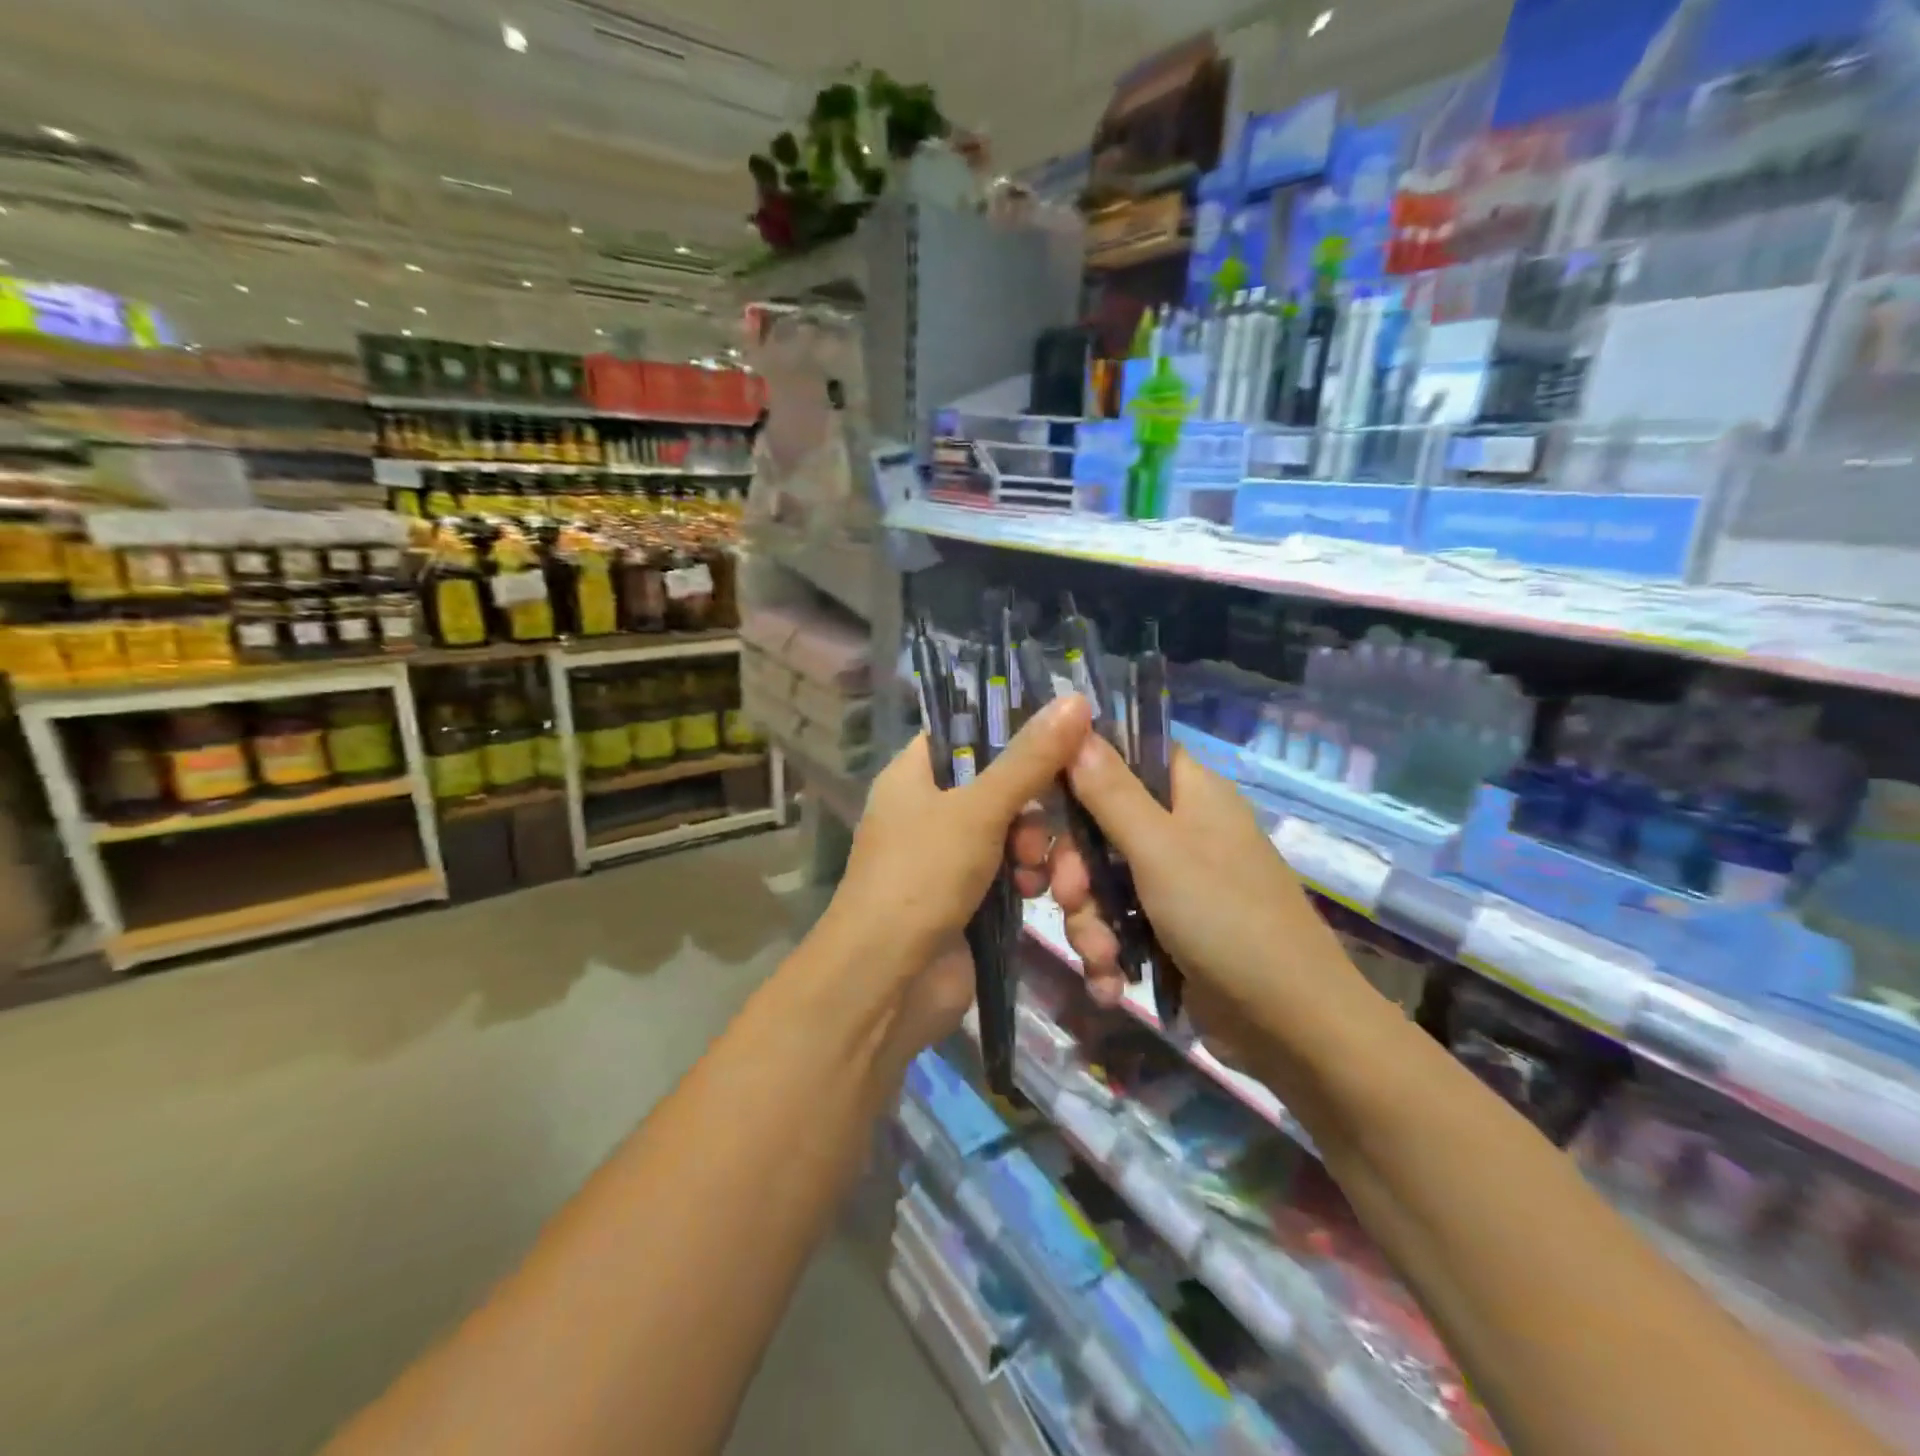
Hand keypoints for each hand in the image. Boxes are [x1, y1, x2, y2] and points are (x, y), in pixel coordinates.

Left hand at [823, 694, 1093, 979]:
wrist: (887, 982)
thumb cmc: (921, 878)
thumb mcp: (978, 810)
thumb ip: (1029, 759)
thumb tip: (1076, 699)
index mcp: (913, 775)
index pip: (965, 732)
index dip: (1012, 730)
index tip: (1063, 736)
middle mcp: (927, 810)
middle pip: (997, 784)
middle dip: (1031, 807)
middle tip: (1041, 831)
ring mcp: (946, 857)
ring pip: (1010, 831)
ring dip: (1034, 848)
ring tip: (1040, 873)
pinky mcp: (967, 897)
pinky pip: (1008, 871)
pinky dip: (1024, 879)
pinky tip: (1036, 894)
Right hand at [1049, 733, 1359, 1050]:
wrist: (1292, 1026)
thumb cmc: (1226, 918)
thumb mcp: (1160, 849)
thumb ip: (1111, 791)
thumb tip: (1076, 723)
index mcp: (1190, 793)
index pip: (1126, 756)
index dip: (1079, 771)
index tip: (1040, 798)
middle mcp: (1182, 830)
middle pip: (1101, 826)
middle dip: (1076, 869)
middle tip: (1068, 896)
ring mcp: (1176, 882)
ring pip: (1102, 881)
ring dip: (1089, 921)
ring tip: (1100, 957)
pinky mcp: (1170, 930)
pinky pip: (1119, 923)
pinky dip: (1108, 951)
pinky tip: (1109, 982)